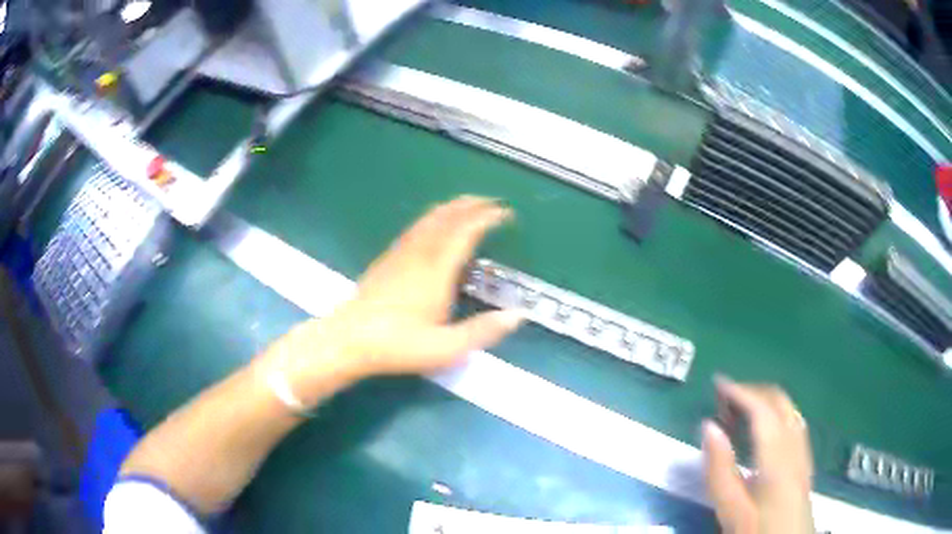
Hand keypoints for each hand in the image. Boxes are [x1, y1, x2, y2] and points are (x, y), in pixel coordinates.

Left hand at [271, 196, 524, 406]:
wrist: (349, 339)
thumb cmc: (398, 345)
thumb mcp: (445, 348)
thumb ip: (482, 331)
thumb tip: (517, 316)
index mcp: (436, 271)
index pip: (465, 232)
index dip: (487, 218)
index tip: (505, 213)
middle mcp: (419, 254)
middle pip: (446, 217)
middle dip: (471, 205)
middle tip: (491, 202)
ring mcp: (400, 254)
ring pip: (428, 219)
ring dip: (451, 208)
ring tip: (468, 205)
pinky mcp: (386, 259)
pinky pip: (414, 228)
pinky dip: (432, 218)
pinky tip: (432, 225)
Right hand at [702, 377, 814, 533]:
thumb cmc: (757, 529)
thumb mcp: (731, 509)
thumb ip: (720, 469)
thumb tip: (709, 426)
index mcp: (777, 456)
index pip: (761, 409)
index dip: (739, 392)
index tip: (716, 383)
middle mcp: (795, 444)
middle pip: (779, 401)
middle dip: (752, 391)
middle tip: (724, 398)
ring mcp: (803, 450)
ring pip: (788, 409)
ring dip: (764, 401)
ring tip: (737, 412)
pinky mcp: (804, 459)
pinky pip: (792, 421)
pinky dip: (774, 413)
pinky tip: (761, 430)